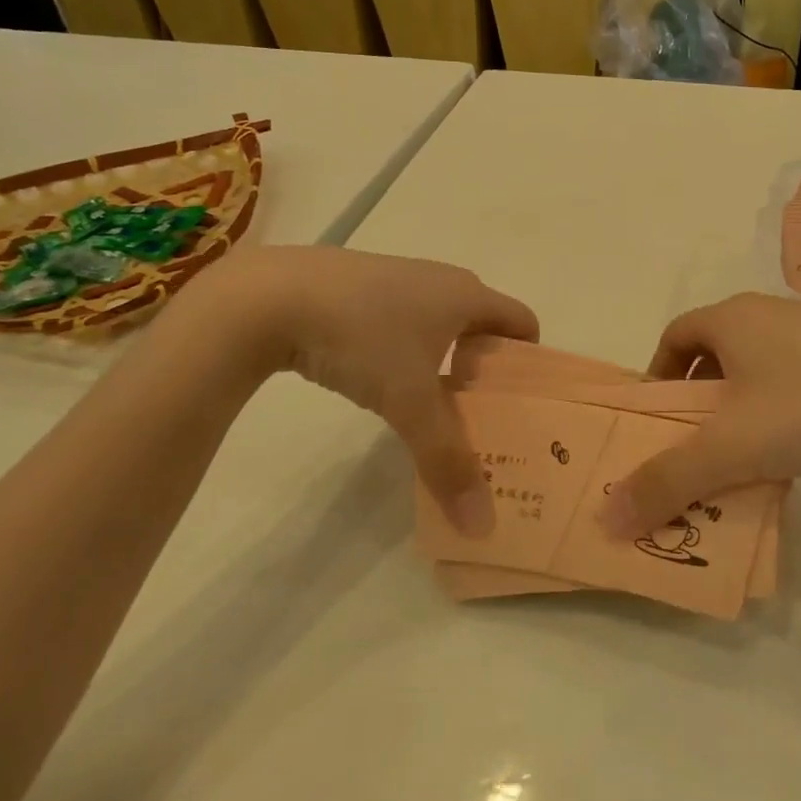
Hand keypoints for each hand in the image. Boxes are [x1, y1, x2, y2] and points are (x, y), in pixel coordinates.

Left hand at [183, 246, 537, 534]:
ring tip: (434, 407)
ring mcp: (400, 277)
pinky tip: (383, 380)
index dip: (531, 362)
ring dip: (448, 361)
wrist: (269, 296)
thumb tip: (480, 523)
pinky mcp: (362, 285)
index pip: (523, 323)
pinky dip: (411, 349)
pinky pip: (406, 319)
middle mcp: (442, 279)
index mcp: (468, 295)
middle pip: (485, 325)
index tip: (521, 405)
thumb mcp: (408, 402)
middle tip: (482, 417)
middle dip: (488, 370)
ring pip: (442, 323)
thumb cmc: (362, 338)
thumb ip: (447, 460)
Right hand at [600, 293, 800, 536]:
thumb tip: (607, 518)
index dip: (656, 378)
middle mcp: (768, 314)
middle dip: (696, 405)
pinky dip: (776, 415)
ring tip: (742, 463)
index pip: (673, 336)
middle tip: (693, 453)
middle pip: (712, 356)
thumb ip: (666, 481)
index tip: (657, 425)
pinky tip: (794, 456)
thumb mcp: (732, 449)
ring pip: (754, 372)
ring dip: (737, 415)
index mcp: (732, 317)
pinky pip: (791, 382)